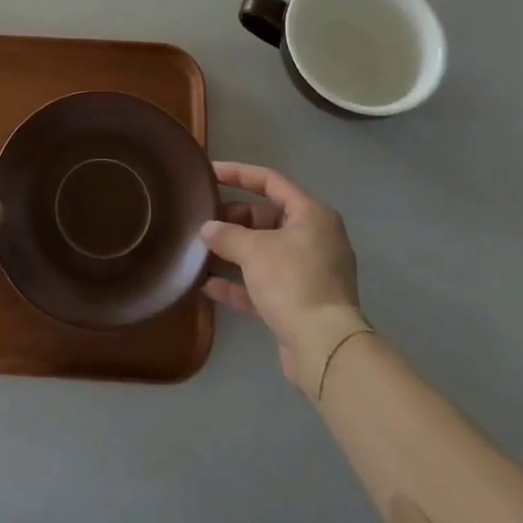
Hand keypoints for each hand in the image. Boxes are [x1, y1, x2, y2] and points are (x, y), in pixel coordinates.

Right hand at [202, 162, 362, 394]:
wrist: (324, 348)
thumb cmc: (292, 282)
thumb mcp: (254, 250)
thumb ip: (226, 234)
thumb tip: (207, 229)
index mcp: (311, 215)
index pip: (271, 181)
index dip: (238, 174)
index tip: (209, 174)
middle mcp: (314, 239)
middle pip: (266, 217)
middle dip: (232, 219)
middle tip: (202, 220)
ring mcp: (308, 272)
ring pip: (263, 252)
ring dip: (232, 251)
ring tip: (199, 249)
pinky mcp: (299, 302)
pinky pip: (263, 283)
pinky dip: (238, 282)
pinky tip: (207, 283)